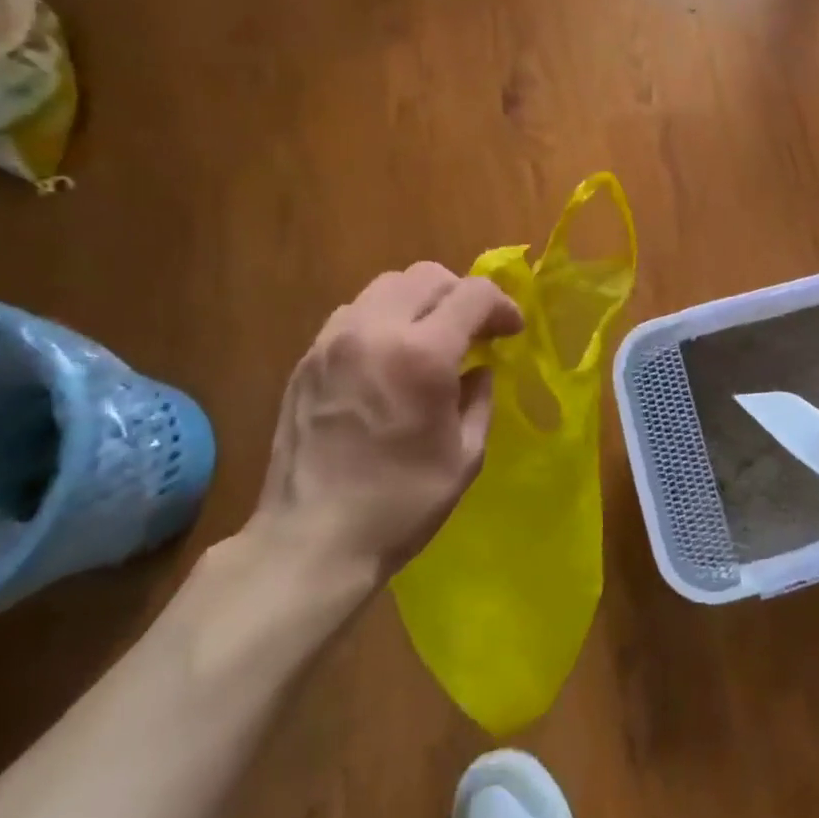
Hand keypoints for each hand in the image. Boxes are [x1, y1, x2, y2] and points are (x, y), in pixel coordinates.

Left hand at [251, 264, 522, 576]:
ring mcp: (332, 342)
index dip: (502, 306)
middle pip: (426, 276)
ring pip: (386, 286)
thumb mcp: (466, 453)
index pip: (472, 294)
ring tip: (432, 339)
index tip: (512, 332)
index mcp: (421, 355)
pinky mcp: (307, 360)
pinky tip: (391, 358)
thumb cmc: (402, 503)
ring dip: (420, 302)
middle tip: (475, 331)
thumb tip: (479, 370)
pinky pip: (354, 314)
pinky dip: (384, 319)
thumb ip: (479, 398)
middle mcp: (373, 332)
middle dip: (461, 295)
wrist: (311, 541)